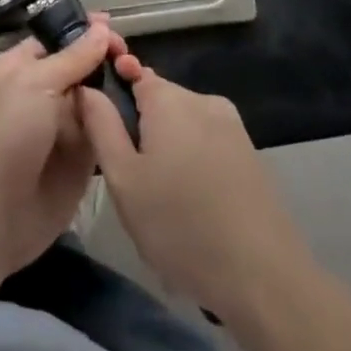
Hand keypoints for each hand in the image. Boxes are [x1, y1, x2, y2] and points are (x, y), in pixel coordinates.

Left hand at [0, 16, 127, 280]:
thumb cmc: (7, 135)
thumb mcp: (36, 84)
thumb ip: (73, 57)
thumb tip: (102, 27)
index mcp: (23, 67)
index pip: (59, 38)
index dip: (86, 31)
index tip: (116, 28)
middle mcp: (44, 93)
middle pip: (83, 67)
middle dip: (107, 60)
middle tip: (133, 62)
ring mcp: (64, 126)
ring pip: (98, 98)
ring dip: (119, 90)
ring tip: (144, 82)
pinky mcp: (82, 159)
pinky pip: (106, 132)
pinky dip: (122, 123)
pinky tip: (147, 114)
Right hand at [77, 54, 308, 319]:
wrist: (263, 278)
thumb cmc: (180, 226)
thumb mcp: (123, 179)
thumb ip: (100, 125)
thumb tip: (87, 87)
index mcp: (169, 98)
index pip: (131, 72)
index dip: (114, 96)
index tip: (105, 133)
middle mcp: (202, 99)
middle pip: (158, 100)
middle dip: (141, 129)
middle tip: (131, 180)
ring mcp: (232, 126)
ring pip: (182, 124)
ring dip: (167, 148)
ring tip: (161, 200)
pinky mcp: (250, 153)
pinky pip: (206, 143)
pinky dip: (193, 163)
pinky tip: (192, 205)